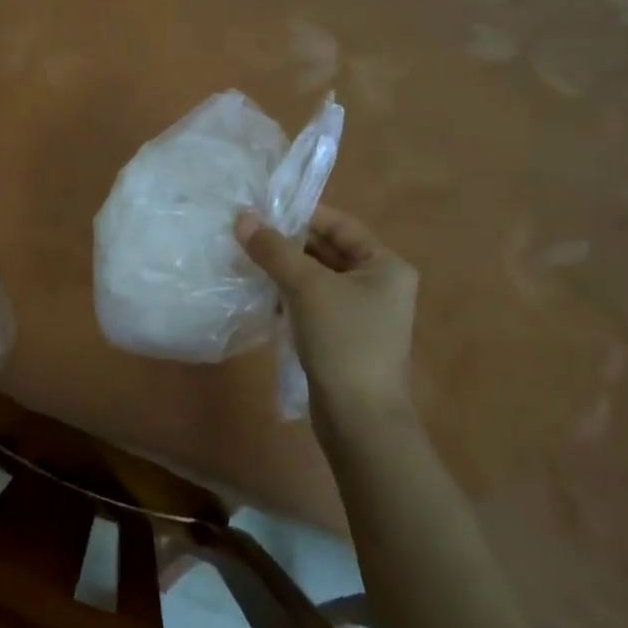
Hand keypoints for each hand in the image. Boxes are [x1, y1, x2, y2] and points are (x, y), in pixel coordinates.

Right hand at [236, 205, 419, 432]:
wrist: (359, 417)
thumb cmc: (344, 340)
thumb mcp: (307, 287)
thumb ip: (274, 251)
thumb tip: (242, 218)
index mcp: (385, 266)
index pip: (341, 225)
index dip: (303, 215)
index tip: (264, 211)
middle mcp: (379, 285)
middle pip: (328, 251)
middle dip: (288, 244)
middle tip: (247, 235)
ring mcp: (361, 314)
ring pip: (317, 279)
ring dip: (284, 270)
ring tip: (246, 261)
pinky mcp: (343, 338)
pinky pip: (313, 304)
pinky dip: (288, 296)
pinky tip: (260, 295)